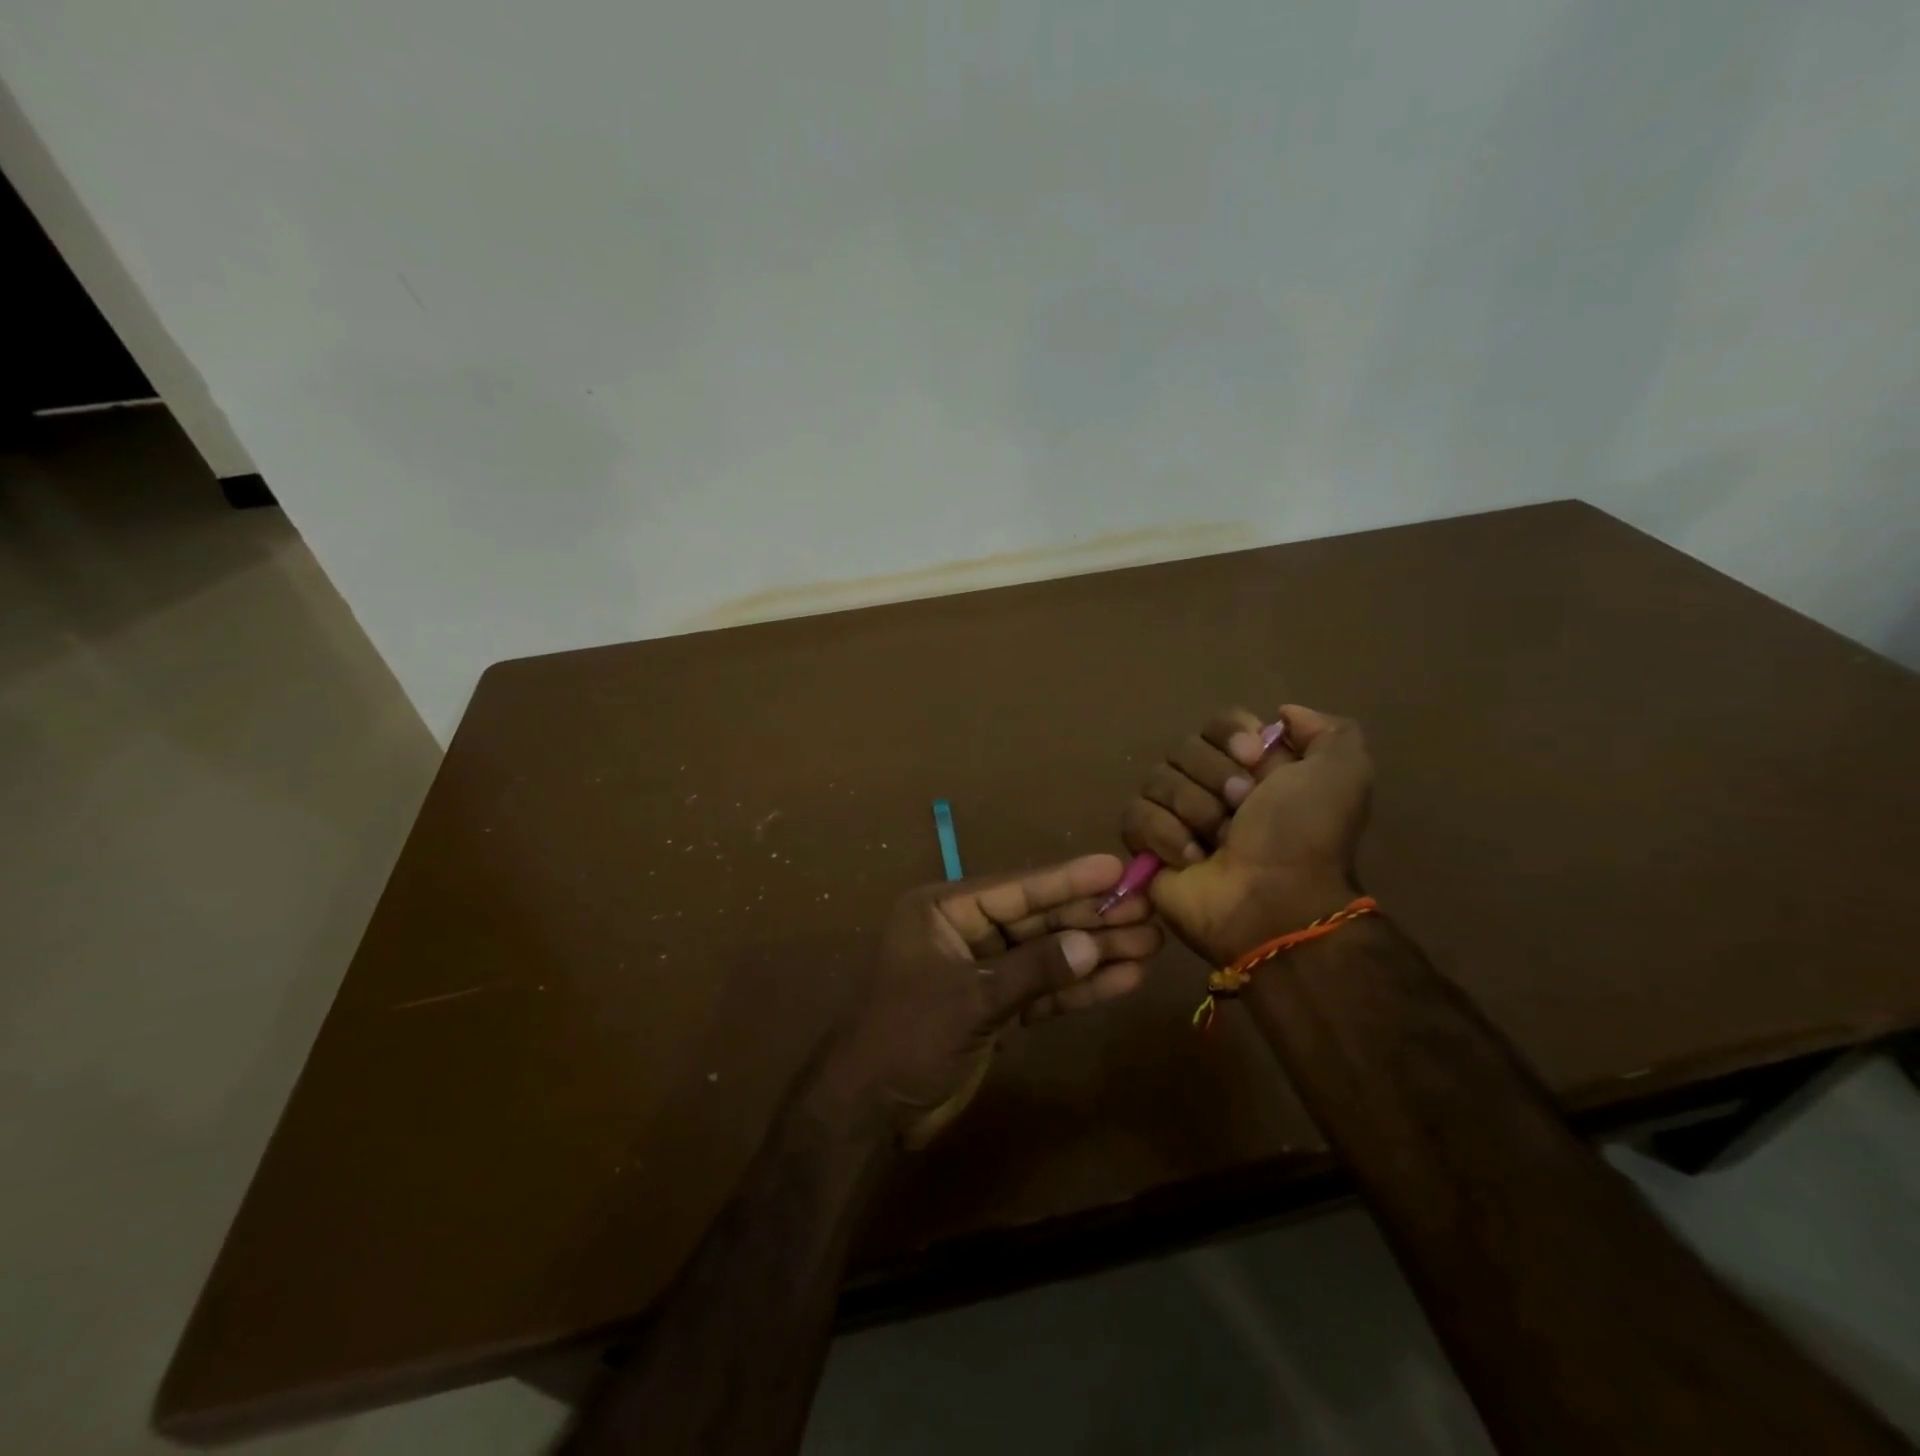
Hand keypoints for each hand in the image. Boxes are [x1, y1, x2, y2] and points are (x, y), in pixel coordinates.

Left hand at [825, 854, 1161, 1147]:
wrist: (869, 1111)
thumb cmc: (907, 1037)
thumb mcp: (971, 999)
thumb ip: (1032, 970)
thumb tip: (1090, 944)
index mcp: (943, 910)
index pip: (1016, 889)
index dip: (1068, 879)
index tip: (1116, 866)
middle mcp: (964, 931)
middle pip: (1037, 919)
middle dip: (1090, 917)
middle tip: (1148, 909)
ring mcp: (981, 970)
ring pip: (1045, 954)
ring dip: (1093, 951)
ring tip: (1149, 943)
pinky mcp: (994, 1007)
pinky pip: (1041, 990)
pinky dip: (1077, 988)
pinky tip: (1122, 979)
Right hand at [1120, 704, 1372, 964]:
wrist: (1274, 903)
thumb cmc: (1305, 837)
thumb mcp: (1343, 774)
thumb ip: (1329, 731)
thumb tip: (1283, 715)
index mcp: (1253, 768)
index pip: (1218, 723)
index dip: (1230, 735)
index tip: (1253, 758)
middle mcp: (1211, 786)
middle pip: (1183, 748)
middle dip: (1213, 778)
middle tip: (1240, 809)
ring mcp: (1175, 816)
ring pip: (1156, 779)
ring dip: (1193, 809)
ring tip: (1216, 842)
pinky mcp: (1146, 845)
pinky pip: (1135, 815)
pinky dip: (1163, 834)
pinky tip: (1190, 859)